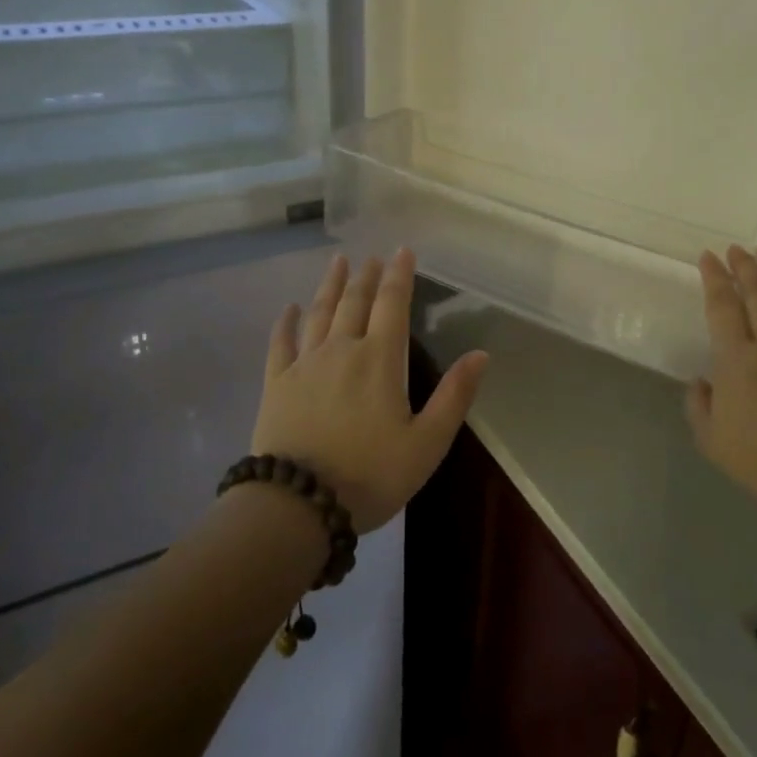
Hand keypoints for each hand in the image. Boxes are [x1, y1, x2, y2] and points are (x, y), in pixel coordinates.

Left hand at [254, 249, 489, 533]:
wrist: (298, 505)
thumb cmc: (370, 476)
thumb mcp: (427, 444)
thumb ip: (454, 397)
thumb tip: (480, 354)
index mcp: (379, 359)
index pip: (393, 304)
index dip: (400, 275)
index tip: (403, 251)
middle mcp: (342, 349)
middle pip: (355, 301)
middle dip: (367, 276)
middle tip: (373, 256)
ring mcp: (305, 364)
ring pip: (319, 313)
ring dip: (330, 285)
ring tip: (338, 262)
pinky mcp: (277, 383)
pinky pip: (281, 343)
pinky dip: (286, 322)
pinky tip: (289, 308)